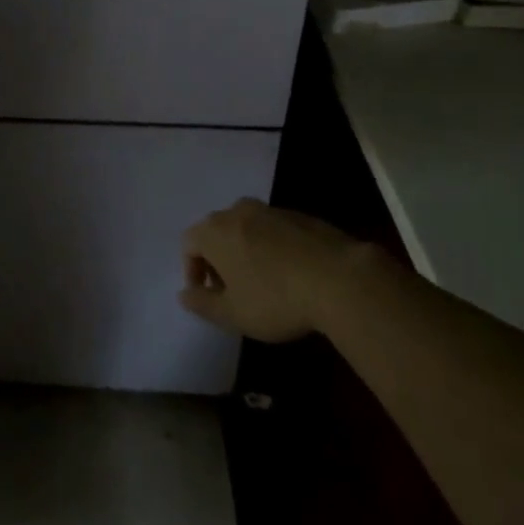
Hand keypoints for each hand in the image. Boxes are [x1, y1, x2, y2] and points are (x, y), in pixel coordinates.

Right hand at [179, 198, 369, 342]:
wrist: (339, 279)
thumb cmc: (275, 298)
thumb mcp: (233, 314)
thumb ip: (203, 304)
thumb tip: (183, 295)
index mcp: (215, 231)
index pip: (189, 243)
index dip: (192, 270)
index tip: (207, 295)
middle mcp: (238, 211)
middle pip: (216, 231)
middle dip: (217, 258)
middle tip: (231, 289)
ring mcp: (271, 210)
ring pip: (246, 227)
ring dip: (245, 249)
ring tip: (261, 280)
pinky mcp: (301, 216)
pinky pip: (274, 229)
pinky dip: (272, 247)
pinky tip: (290, 273)